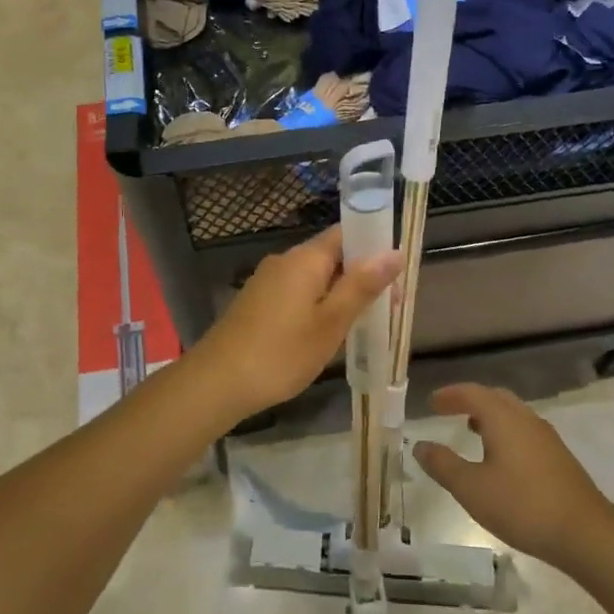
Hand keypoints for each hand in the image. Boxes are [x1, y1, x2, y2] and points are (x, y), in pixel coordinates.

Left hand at [191, 227, 400, 421]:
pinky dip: (317, 305)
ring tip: (361, 323)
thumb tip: (394, 251)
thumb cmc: (281, 353)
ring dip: (339, 293)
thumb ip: (362, 286)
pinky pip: (297, 292)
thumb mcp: (331, 322)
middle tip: (387, 308)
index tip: (396, 274)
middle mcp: (285, 261)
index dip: (374, 246)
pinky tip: (325, 332)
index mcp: (305, 258)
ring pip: (314, 277)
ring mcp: (267, 281)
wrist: (218, 382)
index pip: (346, 232)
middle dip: (360, 275)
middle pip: (331, 255)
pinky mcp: (257, 302)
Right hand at [413, 384, 613, 567]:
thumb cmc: (522, 506)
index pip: (472, 393)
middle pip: (495, 397)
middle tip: (448, 410)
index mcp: (503, 418)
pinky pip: (524, 430)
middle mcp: (526, 419)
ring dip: (489, 416)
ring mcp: (546, 437)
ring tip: (471, 431)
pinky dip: (505, 431)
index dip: (449, 395)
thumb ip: (443, 465)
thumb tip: (420, 446)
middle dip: (470, 400)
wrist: (585, 533)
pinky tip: (500, 458)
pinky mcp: (558, 457)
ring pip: (512, 414)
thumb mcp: (471, 489)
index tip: (431, 403)